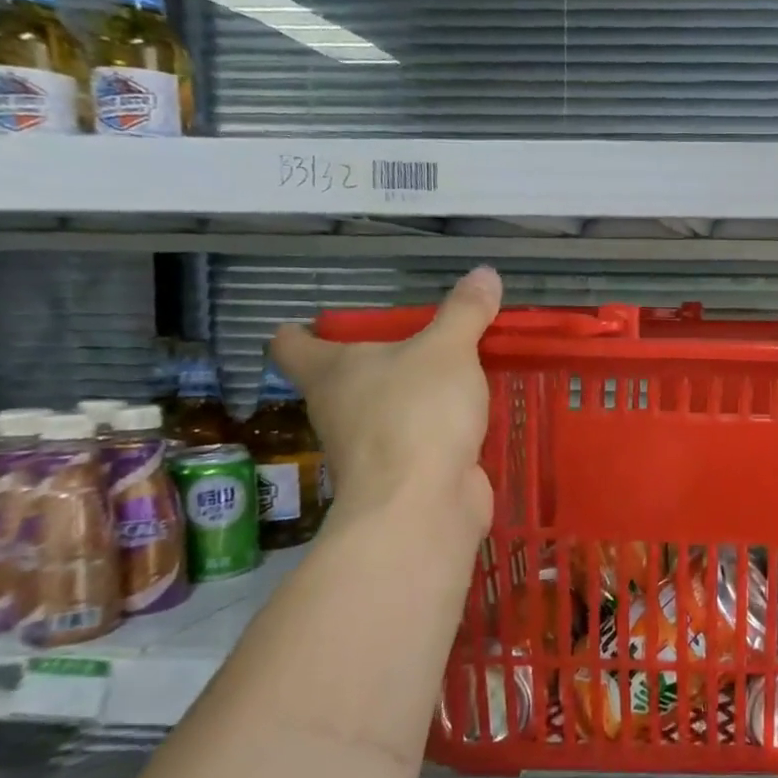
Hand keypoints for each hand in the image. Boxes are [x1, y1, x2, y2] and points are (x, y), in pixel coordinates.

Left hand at [270, 268, 502, 526]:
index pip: (292, 344)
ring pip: (384, 410)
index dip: (303, 330)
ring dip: (411, 395)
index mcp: (330, 372)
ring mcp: (370, 446)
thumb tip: (485, 272)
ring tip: (456, 371)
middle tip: (419, 338)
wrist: (422, 505)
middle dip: (375, 360)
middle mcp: (339, 408)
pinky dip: (439, 427)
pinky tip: (472, 414)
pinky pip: (419, 439)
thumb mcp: (447, 350)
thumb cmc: (416, 414)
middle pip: (342, 377)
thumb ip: (465, 313)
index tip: (324, 322)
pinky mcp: (405, 473)